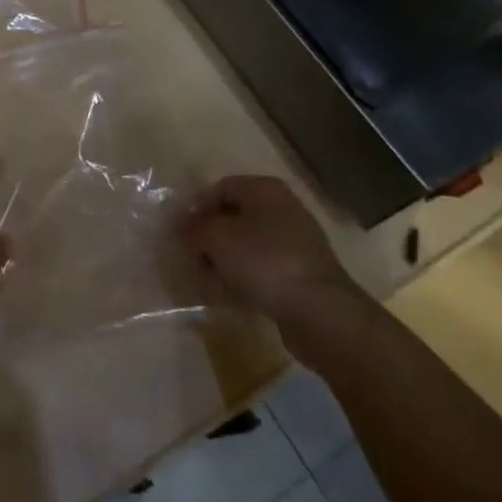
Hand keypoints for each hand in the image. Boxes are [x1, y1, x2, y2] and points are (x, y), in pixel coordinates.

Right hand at [179, 176, 363, 341]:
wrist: (321, 313)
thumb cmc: (264, 261)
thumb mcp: (217, 239)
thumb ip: (193, 229)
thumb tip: (182, 228)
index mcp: (264, 189)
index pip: (220, 188)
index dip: (196, 207)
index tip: (180, 231)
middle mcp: (283, 208)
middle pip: (234, 217)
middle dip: (210, 238)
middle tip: (192, 257)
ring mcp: (296, 242)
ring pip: (248, 245)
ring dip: (225, 261)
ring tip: (209, 280)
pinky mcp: (302, 274)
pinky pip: (264, 269)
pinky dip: (245, 278)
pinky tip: (232, 296)